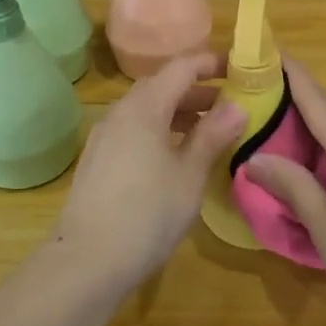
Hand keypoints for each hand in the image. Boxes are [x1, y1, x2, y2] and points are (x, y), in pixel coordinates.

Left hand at [52, 52, 245, 289]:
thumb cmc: (147, 214)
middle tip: (232, 103)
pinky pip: (135, 130)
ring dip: (180, 112)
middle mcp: (120, 113)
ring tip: (211, 130)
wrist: (87, 262)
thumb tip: (237, 106)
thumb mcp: (190, 175)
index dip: (211, 63)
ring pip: (148, 109)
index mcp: (144, 107)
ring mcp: (105, 136)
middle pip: (162, 86)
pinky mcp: (98, 159)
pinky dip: (161, 130)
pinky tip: (177, 155)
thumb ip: (213, 135)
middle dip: (198, 90)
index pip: (181, 67)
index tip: (239, 68)